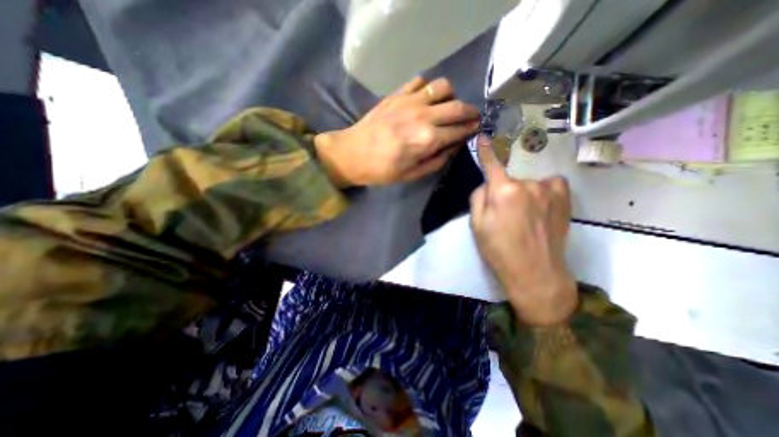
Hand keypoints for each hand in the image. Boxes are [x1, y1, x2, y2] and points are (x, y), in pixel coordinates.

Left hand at [313, 76, 477, 185]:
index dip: (471, 130)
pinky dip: (428, 88)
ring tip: (446, 107)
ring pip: (443, 86)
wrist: (352, 153)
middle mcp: (424, 116)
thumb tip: (453, 147)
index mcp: (428, 140)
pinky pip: (421, 80)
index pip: (459, 130)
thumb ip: (436, 161)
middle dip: (470, 112)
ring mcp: (410, 101)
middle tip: (472, 117)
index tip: (476, 130)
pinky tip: (425, 99)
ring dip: (451, 96)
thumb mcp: (411, 175)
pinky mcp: (397, 94)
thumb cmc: (381, 170)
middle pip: (458, 106)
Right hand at [468, 135, 577, 325]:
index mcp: (503, 191)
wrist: (534, 272)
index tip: (483, 137)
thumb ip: (478, 197)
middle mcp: (527, 185)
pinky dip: (543, 190)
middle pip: (507, 180)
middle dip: (502, 192)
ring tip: (524, 218)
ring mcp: (550, 190)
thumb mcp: (477, 225)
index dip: (485, 152)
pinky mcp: (565, 198)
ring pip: (527, 184)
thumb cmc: (499, 250)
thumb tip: (487, 184)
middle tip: (504, 216)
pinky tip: (541, 207)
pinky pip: (550, 184)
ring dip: (522, 194)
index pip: (491, 165)